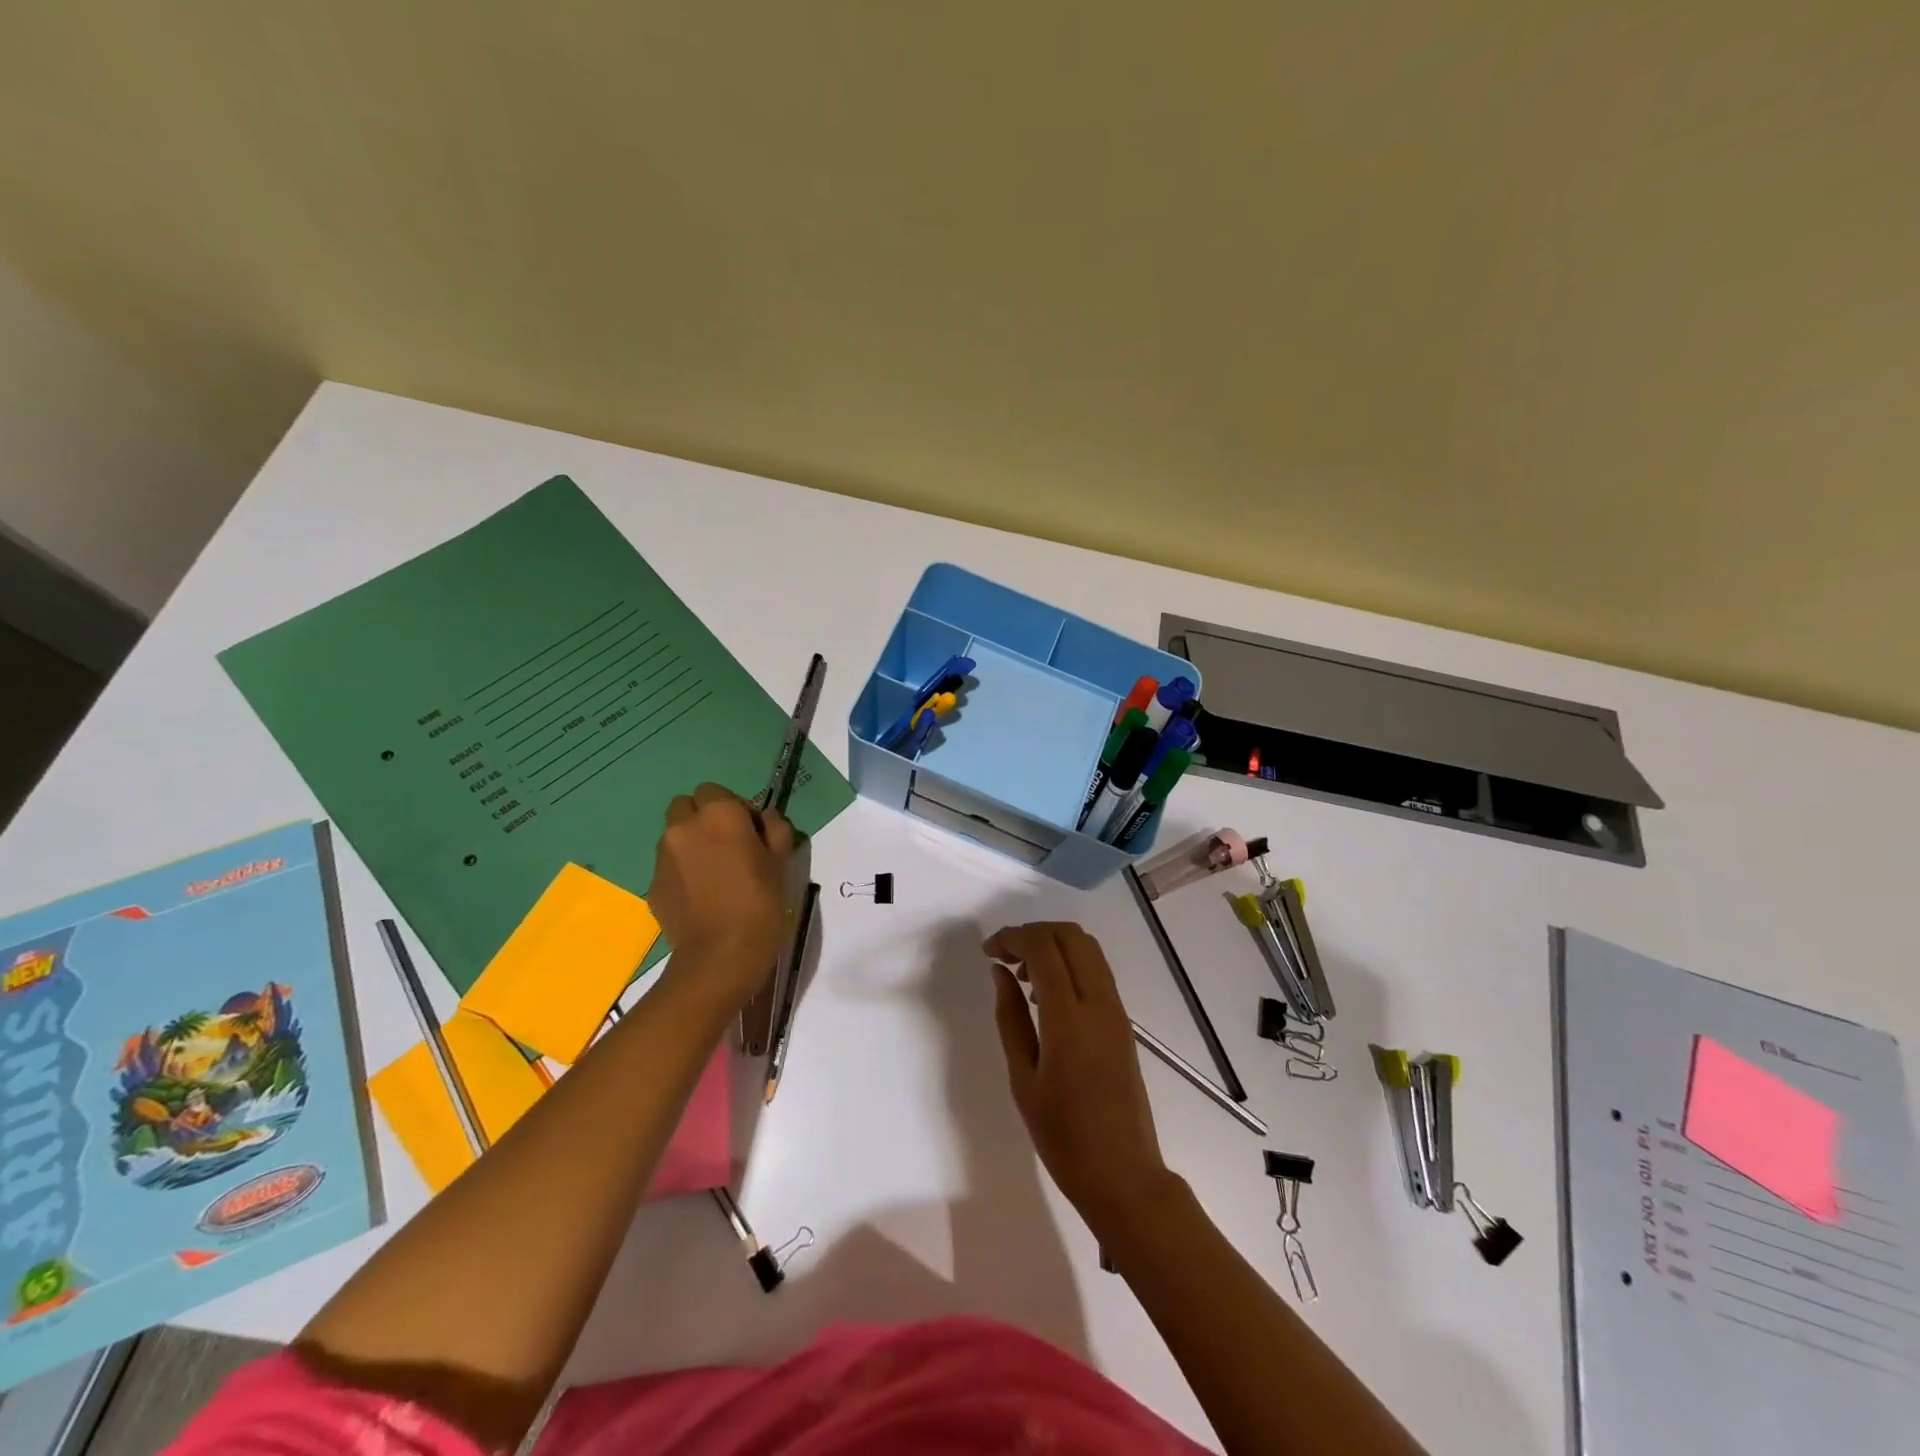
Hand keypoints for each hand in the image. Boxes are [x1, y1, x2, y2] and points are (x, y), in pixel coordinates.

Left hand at [648, 783, 794, 1008]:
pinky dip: (682, 871)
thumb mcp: (781, 861)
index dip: (734, 807)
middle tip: (728, 846)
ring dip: (691, 843)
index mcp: (719, 814)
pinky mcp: (653, 884)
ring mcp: (663, 856)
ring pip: (675, 835)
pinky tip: (702, 895)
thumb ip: (775, 829)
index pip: (715, 791)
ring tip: (714, 873)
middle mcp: (683, 826)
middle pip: (686, 806)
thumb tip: (764, 819)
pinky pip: (669, 865)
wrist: (720, 957)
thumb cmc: (760, 902)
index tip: (750, 832)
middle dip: (703, 818)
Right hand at [986, 922, 1177, 1237]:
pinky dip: (1069, 962)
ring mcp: (1116, 1010)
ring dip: (1053, 944)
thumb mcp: (1023, 1078)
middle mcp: (1099, 1003)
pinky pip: (1097, 970)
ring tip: (1021, 973)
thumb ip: (1010, 1017)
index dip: (1013, 937)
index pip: (1043, 949)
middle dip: (1033, 932)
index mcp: (1069, 1019)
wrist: (1123, 1175)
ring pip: (1087, 948)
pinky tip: (1045, 992)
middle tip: (1003, 955)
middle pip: (1070, 936)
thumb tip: (1000, 972)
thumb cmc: (1063, 1137)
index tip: (988, 951)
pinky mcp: (1123, 1021)